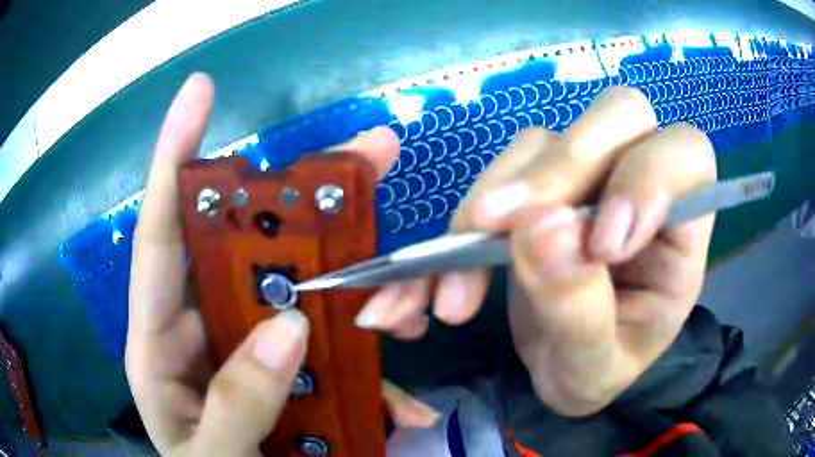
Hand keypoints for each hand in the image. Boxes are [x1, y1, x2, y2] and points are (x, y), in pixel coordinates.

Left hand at [126, 74, 437, 455]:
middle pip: (249, 249)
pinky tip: (405, 410)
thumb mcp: (210, 455)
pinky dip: (372, 384)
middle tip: (366, 157)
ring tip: (405, 303)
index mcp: (160, 343)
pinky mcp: (289, 379)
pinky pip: (334, 365)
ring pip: (303, 301)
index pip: (161, 233)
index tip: (199, 92)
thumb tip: (288, 329)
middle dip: (304, 202)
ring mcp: (250, 353)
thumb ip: (234, 405)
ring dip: (355, 299)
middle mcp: (203, 332)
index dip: (174, 157)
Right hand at [356, 87, 715, 416]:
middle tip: (503, 229)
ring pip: (544, 141)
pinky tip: (440, 273)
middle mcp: (637, 185)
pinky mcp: (537, 186)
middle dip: (563, 168)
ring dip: (495, 202)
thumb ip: (579, 309)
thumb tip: (539, 229)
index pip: (686, 157)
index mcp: (681, 230)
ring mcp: (585, 179)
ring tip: (458, 282)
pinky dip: (464, 219)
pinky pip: (500, 173)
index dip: (648, 178)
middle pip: (618, 117)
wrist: (564, 371)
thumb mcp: (594, 367)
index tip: (601, 247)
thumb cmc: (598, 372)